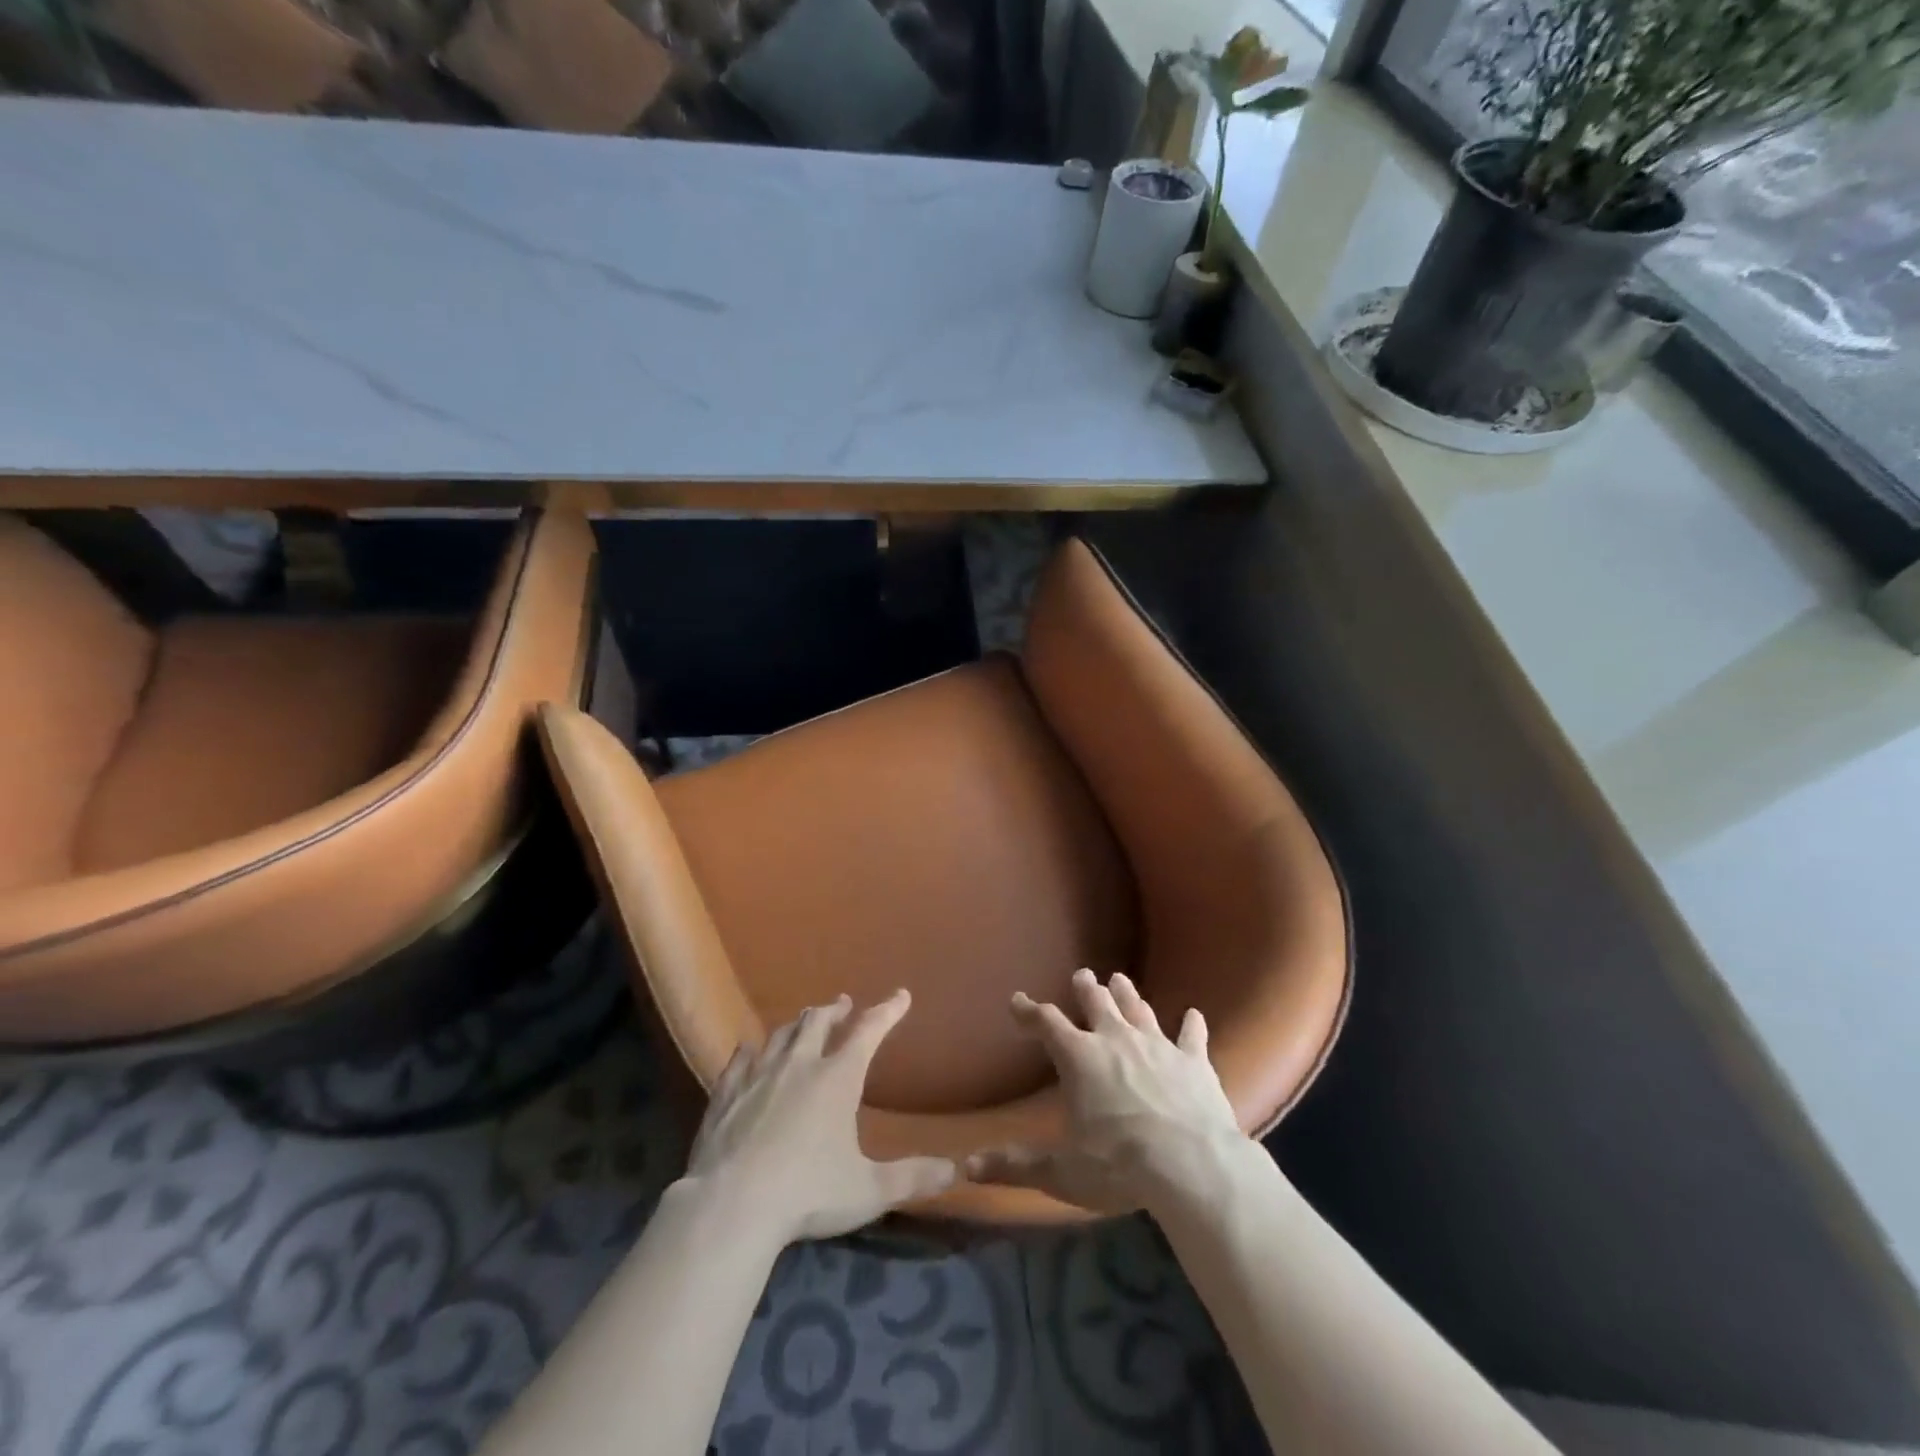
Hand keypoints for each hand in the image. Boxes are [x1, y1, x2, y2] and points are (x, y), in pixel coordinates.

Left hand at [683, 990, 956, 1242]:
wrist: (731, 1207)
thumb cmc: (808, 1194)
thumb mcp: (868, 1190)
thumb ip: (911, 1178)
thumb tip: (953, 1170)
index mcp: (837, 1078)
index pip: (869, 1031)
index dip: (887, 1011)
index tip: (901, 995)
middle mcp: (799, 1065)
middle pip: (818, 1022)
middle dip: (834, 1010)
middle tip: (843, 1004)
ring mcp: (758, 1075)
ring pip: (780, 1035)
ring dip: (797, 1024)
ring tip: (803, 1022)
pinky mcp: (726, 1094)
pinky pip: (740, 1060)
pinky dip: (751, 1051)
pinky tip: (749, 1051)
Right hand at [967, 968, 1247, 1214]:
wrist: (1190, 1164)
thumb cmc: (1118, 1165)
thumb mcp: (1061, 1171)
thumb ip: (1016, 1166)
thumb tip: (968, 1167)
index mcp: (1079, 1057)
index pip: (1046, 1023)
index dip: (1029, 1011)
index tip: (1017, 1001)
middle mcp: (1115, 1039)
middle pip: (1096, 1003)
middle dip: (1086, 988)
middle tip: (1082, 975)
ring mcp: (1157, 1045)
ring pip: (1138, 1009)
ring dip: (1128, 994)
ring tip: (1120, 979)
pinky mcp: (1193, 1061)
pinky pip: (1192, 1035)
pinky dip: (1192, 1024)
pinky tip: (1195, 1014)